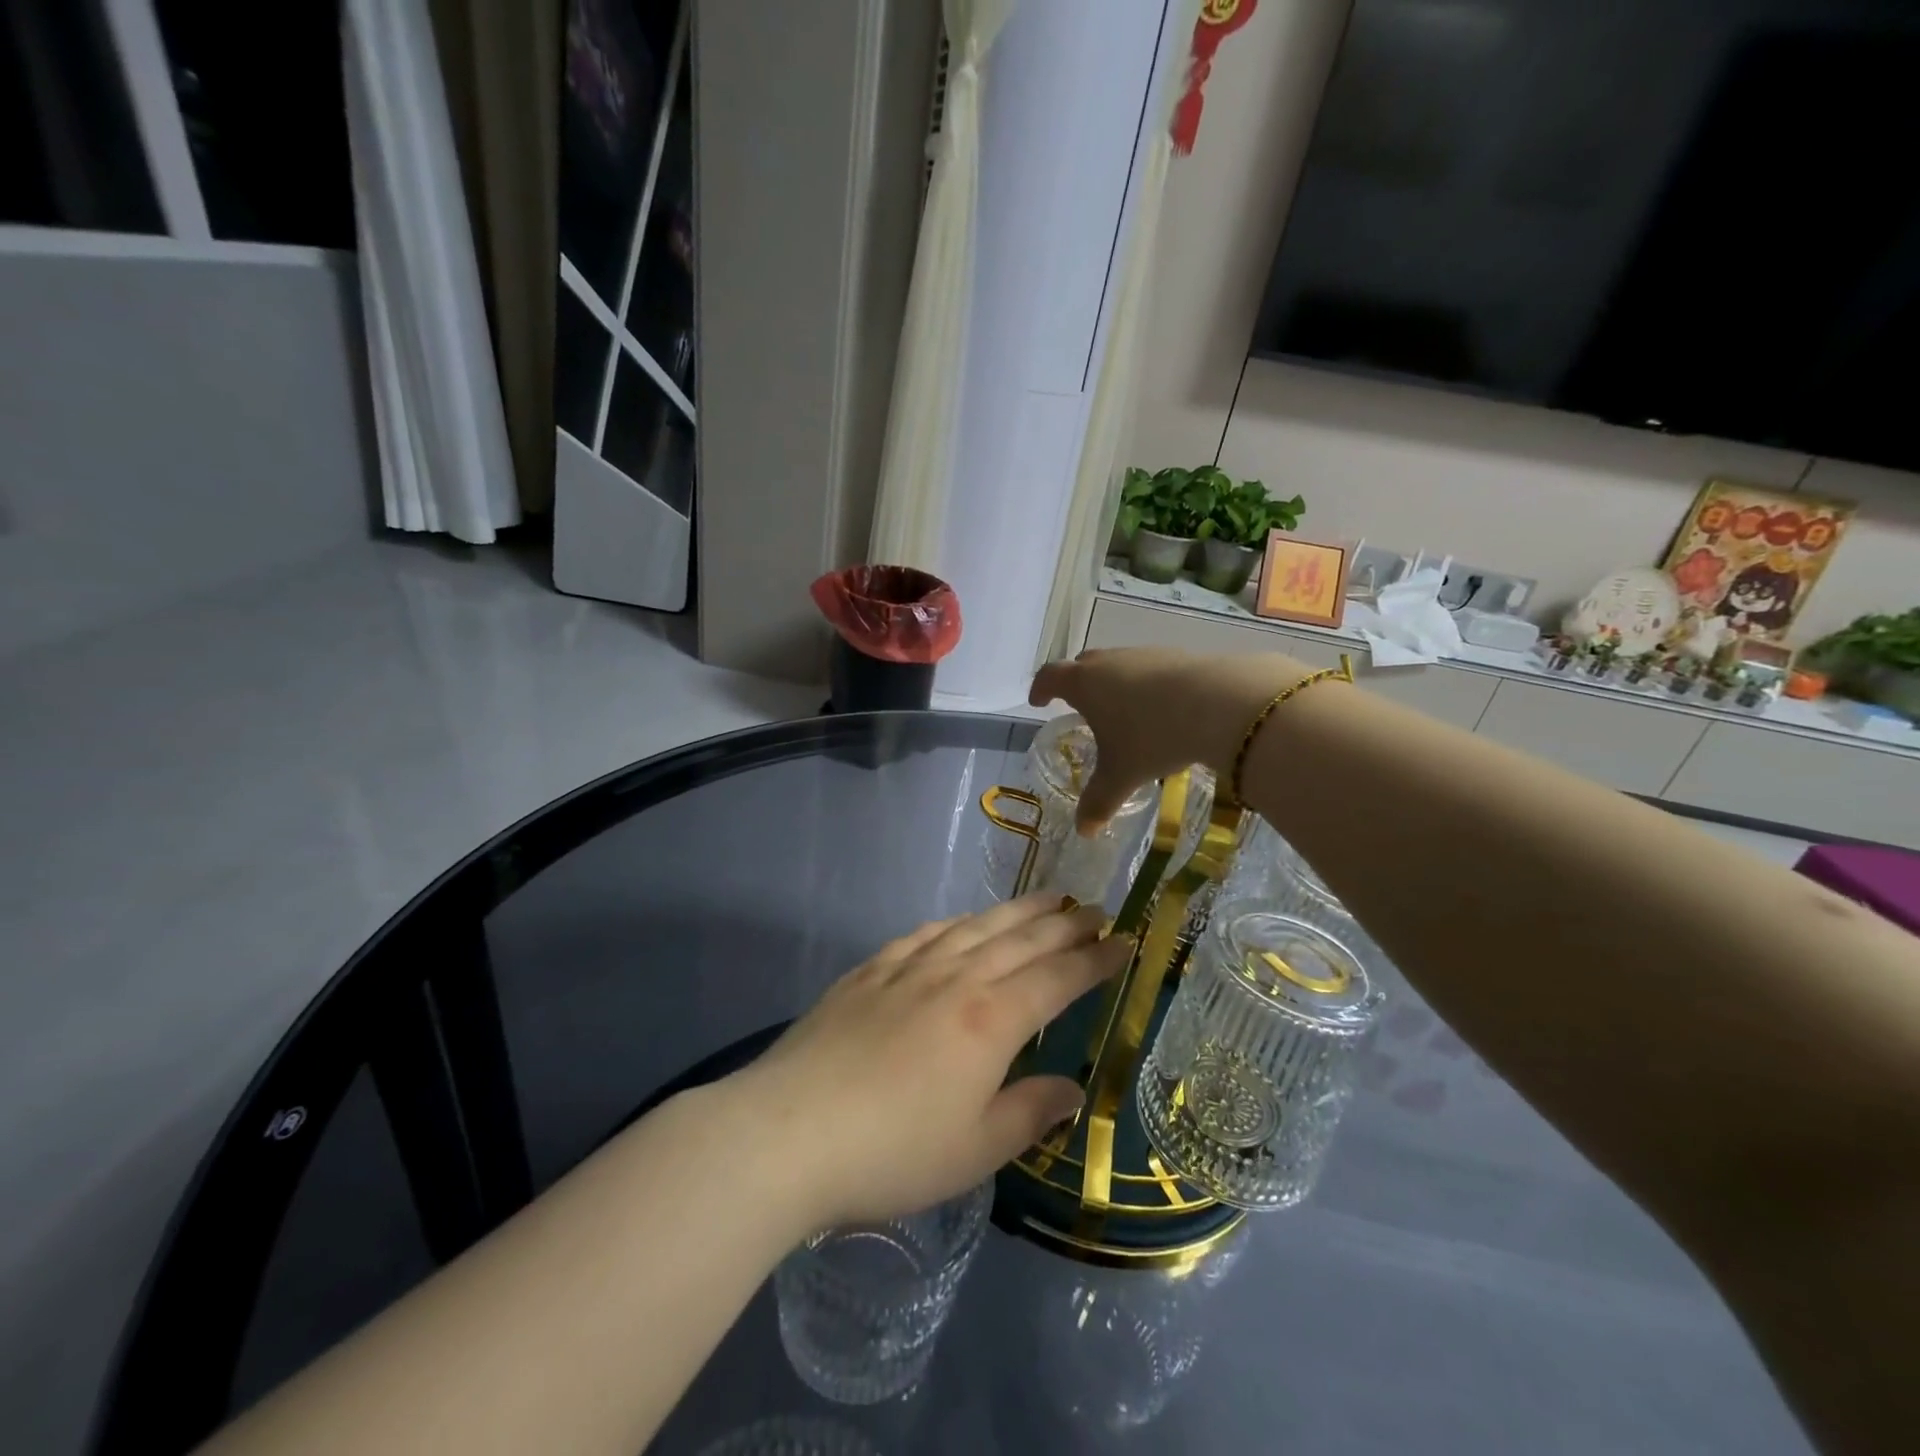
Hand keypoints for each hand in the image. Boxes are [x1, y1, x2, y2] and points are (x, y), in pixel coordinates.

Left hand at [726, 894, 1133, 1229]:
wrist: (789, 1131)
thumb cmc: (893, 1151)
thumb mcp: (976, 1150)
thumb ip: (1029, 1113)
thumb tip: (1070, 1089)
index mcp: (990, 1020)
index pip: (1057, 978)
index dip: (1095, 959)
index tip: (1124, 942)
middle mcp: (956, 979)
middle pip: (1021, 940)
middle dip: (1064, 924)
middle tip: (1094, 909)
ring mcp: (908, 968)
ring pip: (976, 927)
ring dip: (1016, 911)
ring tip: (1045, 898)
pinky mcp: (868, 972)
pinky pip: (924, 934)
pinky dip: (955, 922)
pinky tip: (961, 922)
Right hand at [1029, 648, 1311, 828]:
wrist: (1219, 703)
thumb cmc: (1152, 737)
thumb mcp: (1122, 775)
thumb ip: (1099, 801)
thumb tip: (1084, 831)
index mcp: (1085, 684)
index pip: (1051, 677)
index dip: (1041, 688)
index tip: (1039, 701)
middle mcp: (1110, 662)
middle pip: (1083, 664)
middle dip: (1077, 683)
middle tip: (1079, 705)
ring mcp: (1145, 655)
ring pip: (1120, 664)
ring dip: (1114, 683)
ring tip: (1123, 710)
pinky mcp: (1178, 656)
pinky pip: (1151, 668)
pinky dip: (1146, 685)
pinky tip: (1162, 708)